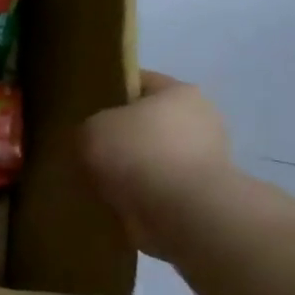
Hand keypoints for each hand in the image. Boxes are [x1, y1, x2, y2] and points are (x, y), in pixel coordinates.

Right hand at [82, 72, 236, 260]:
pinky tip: (119, 204)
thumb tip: (95, 141)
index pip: (141, 82)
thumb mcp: (92, 129)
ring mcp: (207, 161)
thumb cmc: (138, 154)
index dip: (112, 92)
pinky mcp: (203, 196)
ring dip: (134, 170)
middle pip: (151, 122)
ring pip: (156, 158)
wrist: (181, 213)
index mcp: (179, 93)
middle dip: (124, 137)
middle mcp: (201, 120)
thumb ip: (90, 128)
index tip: (87, 110)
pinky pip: (162, 189)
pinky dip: (143, 196)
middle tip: (91, 150)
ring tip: (100, 183)